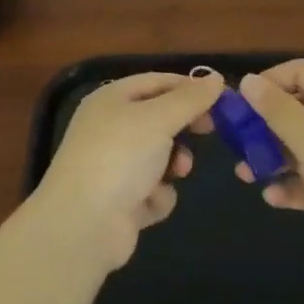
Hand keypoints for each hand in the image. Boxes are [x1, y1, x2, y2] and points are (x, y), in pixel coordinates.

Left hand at [33, 72, 222, 272]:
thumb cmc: (120, 156)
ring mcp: (114, 166)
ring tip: (177, 172)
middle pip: (159, 119)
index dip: (188, 87)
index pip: (157, 82)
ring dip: (174, 164)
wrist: (83, 225)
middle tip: (209, 131)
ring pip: (160, 156)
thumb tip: (216, 78)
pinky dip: (157, 195)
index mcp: (111, 100)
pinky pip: (153, 189)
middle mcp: (110, 128)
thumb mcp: (159, 118)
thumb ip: (190, 98)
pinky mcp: (121, 201)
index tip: (220, 98)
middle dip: (183, 128)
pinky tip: (148, 202)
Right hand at [237, 60, 303, 280]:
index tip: (240, 102)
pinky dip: (294, 184)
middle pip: (301, 108)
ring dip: (275, 156)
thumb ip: (276, 109)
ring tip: (246, 174)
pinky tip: (273, 198)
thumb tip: (249, 80)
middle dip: (267, 124)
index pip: (303, 71)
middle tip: (237, 141)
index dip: (270, 81)